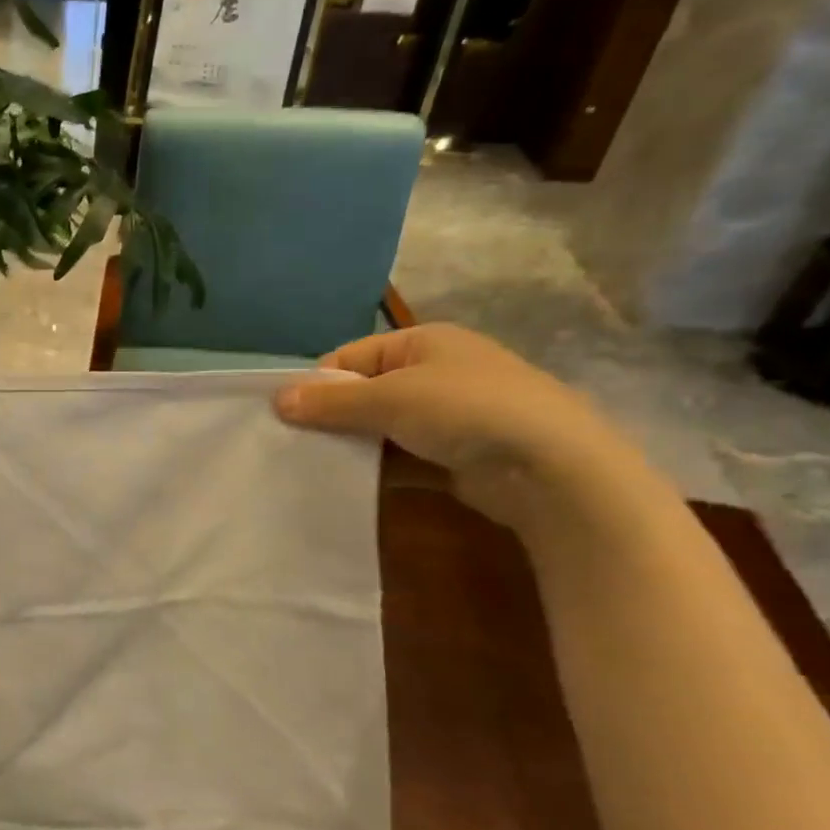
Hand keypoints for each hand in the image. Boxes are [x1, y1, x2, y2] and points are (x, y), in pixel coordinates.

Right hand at [272, 324, 642, 529]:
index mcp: (423, 343)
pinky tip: (348, 487)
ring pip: (381, 429)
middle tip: (296, 445)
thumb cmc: (466, 411)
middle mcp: (435, 373)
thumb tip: (276, 398)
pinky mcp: (454, 457)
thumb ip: (332, 401)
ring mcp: (448, 417)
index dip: (318, 384)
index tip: (288, 415)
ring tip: (314, 469)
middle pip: (364, 393)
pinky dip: (376, 470)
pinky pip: (401, 458)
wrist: (553, 468)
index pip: (351, 357)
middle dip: (332, 418)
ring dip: (352, 447)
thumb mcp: (389, 398)